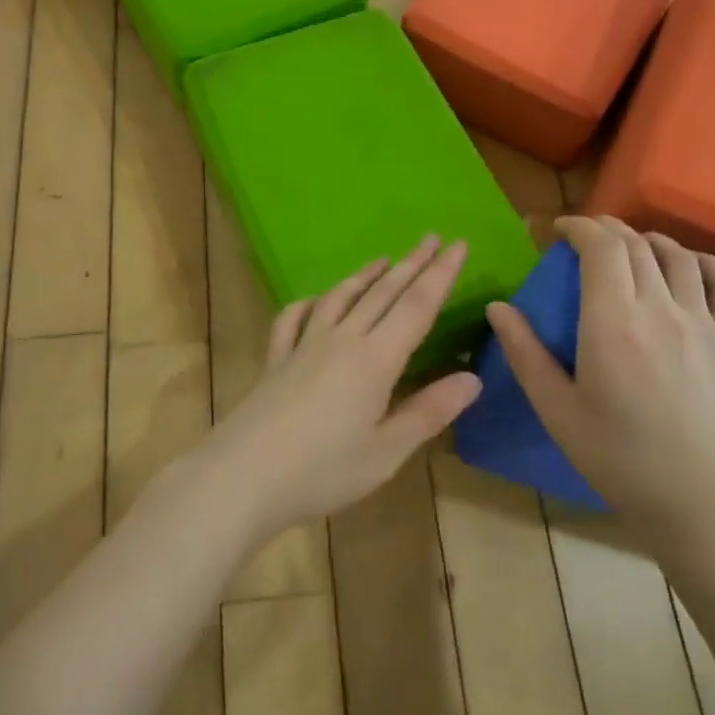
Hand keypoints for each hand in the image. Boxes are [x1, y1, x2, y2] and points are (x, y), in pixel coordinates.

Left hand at [199, 237, 484, 540]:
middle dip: (411, 263)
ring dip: (366, 276)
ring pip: (340, 297)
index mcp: (375, 360)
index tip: (458, 244)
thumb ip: (428, 411)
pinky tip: (316, 300)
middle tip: (431, 237)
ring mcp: (303, 346)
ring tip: (384, 260)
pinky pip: (294, 318)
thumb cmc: (322, 471)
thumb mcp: (386, 451)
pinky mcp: (275, 359)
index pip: (417, 306)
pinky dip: (311, 302)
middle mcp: (341, 340)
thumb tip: (472, 378)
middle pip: (382, 292)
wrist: (241, 476)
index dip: (440, 274)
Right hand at [485, 217, 714, 557]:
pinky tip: (688, 267)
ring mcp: (705, 322)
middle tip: (585, 237)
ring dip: (648, 241)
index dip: (578, 226)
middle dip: (607, 228)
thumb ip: (525, 353)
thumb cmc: (618, 460)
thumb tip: (498, 306)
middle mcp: (660, 309)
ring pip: (678, 255)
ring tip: (630, 250)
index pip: (600, 246)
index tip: (558, 230)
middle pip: (636, 244)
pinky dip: (702, 262)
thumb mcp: (556, 410)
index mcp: (612, 323)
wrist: (703, 504)